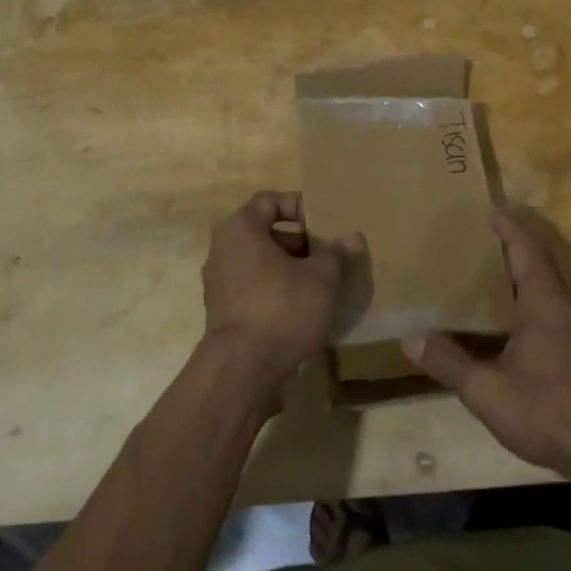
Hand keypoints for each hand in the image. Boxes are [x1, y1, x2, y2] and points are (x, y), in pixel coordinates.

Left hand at [200, 192, 350, 394]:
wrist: (242, 370)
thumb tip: (352, 237)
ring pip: (260, 263)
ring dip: (289, 269)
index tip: (323, 226)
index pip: (269, 201)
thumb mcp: (322, 278)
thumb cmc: (281, 309)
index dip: (298, 207)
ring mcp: (219, 283)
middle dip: (299, 243)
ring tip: (320, 285)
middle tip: (327, 257)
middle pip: (265, 233)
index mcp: (240, 229)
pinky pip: (254, 288)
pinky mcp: (223, 312)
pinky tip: (301, 310)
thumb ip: (337, 253)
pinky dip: (276, 291)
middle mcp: (222, 249)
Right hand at [403, 210, 570, 484]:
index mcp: (544, 303)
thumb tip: (410, 338)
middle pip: (541, 260)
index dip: (507, 228)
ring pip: (551, 282)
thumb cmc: (549, 412)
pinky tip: (513, 316)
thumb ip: (450, 363)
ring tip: (492, 269)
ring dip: (525, 269)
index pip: (525, 250)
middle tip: (483, 235)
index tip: (487, 210)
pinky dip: (533, 293)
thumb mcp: (488, 391)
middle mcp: (565, 306)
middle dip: (515, 242)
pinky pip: (555, 304)